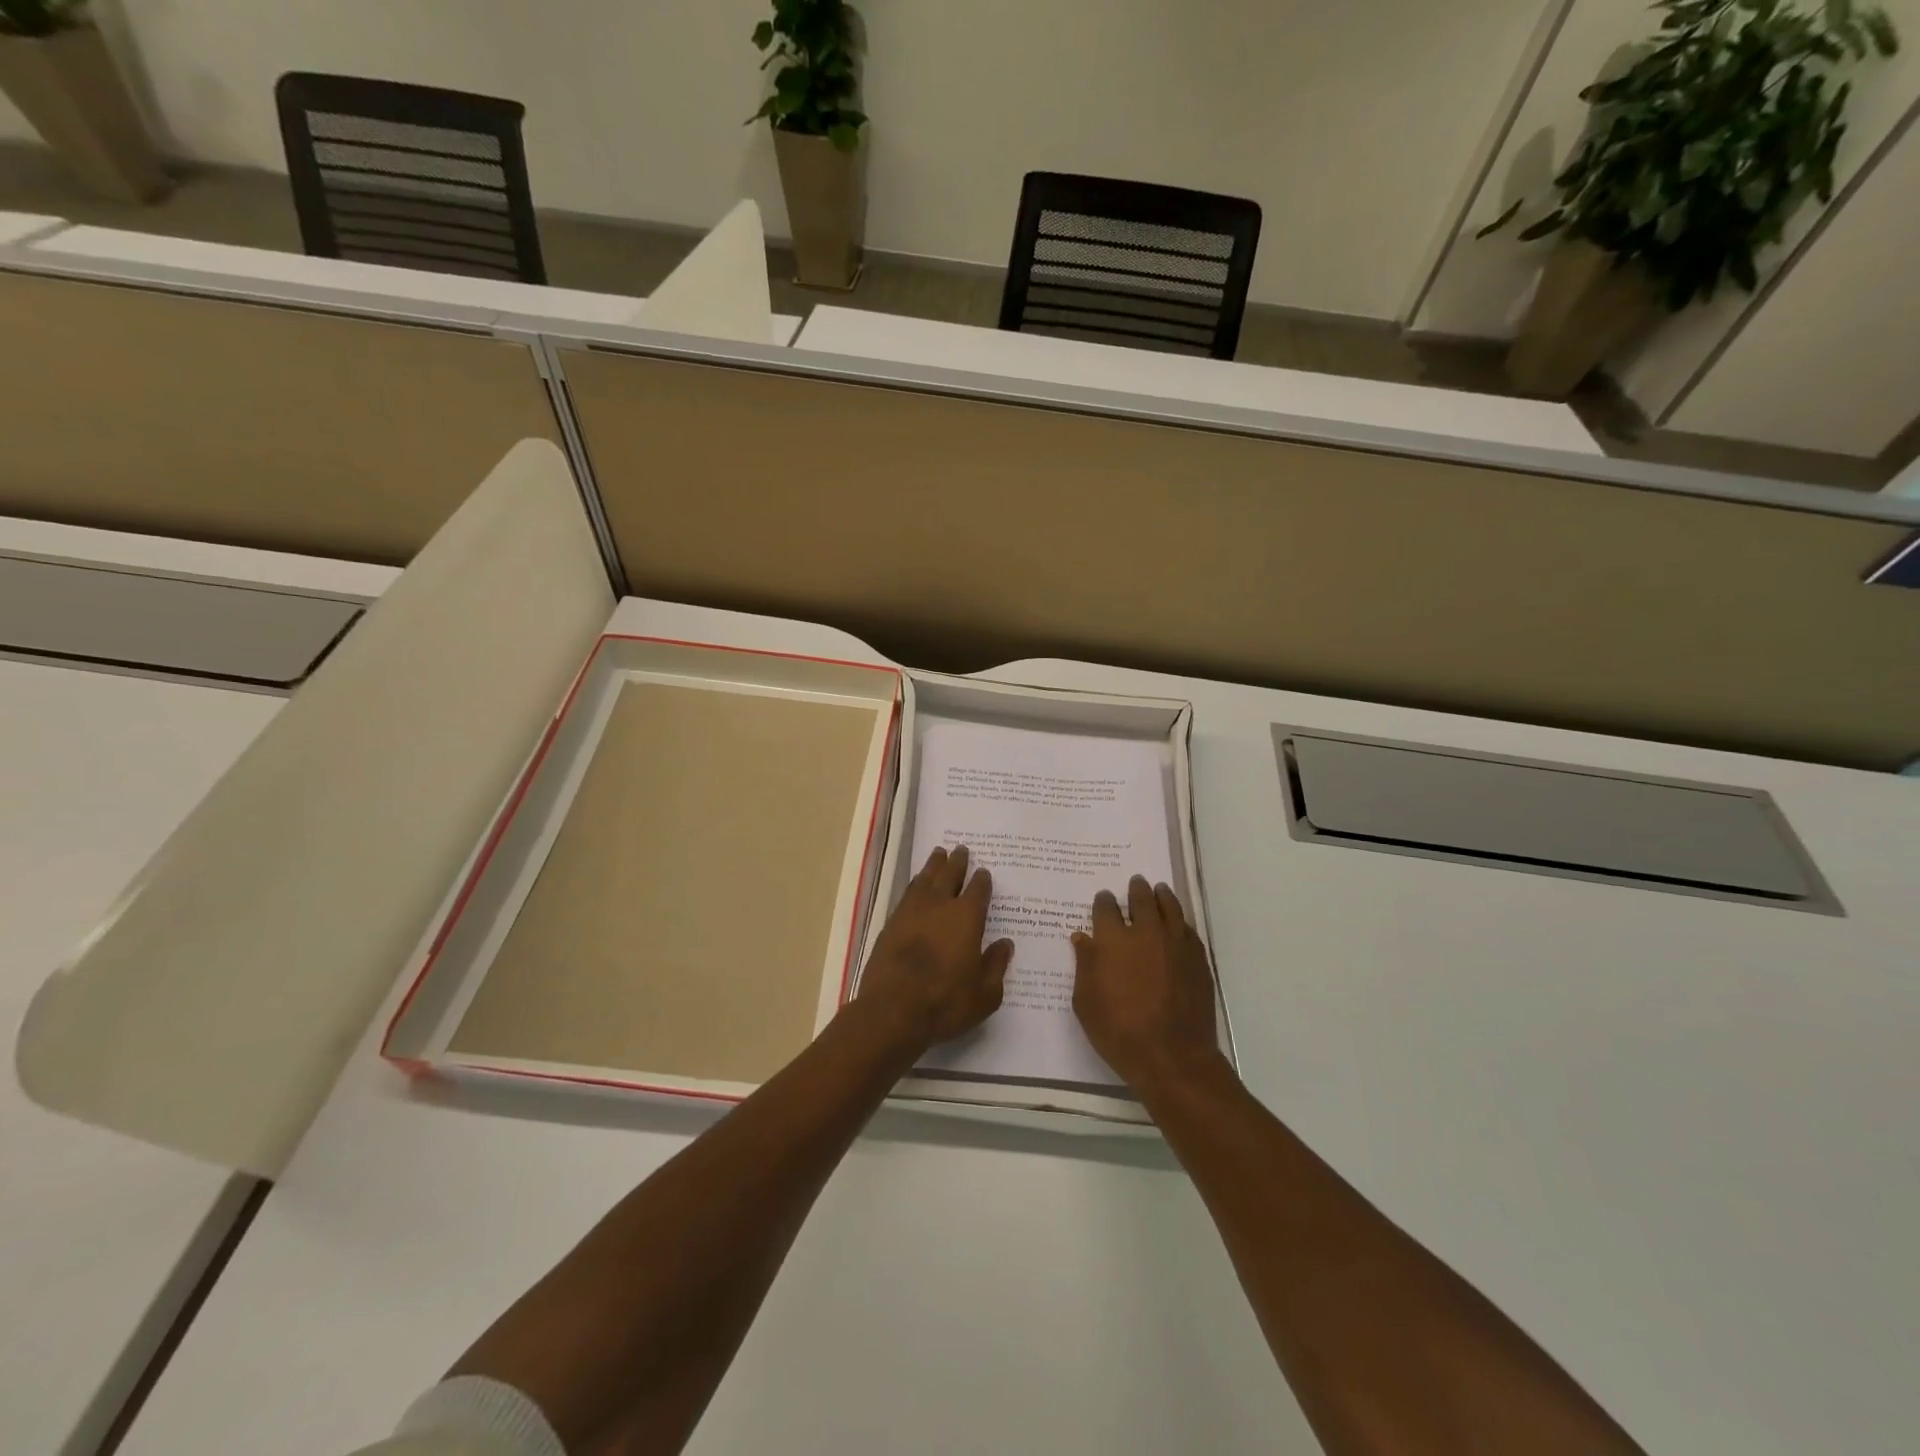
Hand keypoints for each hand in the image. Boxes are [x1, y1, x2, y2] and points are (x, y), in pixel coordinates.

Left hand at [858, 845, 1013, 1056]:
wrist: (892, 1011)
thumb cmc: (945, 1003)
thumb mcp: (985, 994)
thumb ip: (996, 965)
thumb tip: (1005, 944)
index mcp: (967, 918)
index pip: (978, 890)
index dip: (982, 880)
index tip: (984, 872)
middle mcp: (939, 906)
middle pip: (949, 875)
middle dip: (957, 862)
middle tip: (961, 849)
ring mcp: (911, 912)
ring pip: (925, 879)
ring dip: (934, 865)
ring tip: (939, 854)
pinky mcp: (891, 923)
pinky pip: (907, 893)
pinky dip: (915, 883)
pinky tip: (917, 884)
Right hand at [1072, 876, 1220, 1093]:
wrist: (1172, 1055)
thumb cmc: (1119, 1031)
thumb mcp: (1086, 1002)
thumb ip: (1085, 965)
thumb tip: (1082, 938)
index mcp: (1113, 940)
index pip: (1106, 909)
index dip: (1104, 901)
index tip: (1104, 897)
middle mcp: (1145, 933)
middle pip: (1141, 900)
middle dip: (1136, 890)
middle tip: (1136, 882)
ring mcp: (1175, 944)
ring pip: (1169, 908)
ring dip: (1162, 896)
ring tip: (1159, 889)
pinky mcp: (1198, 959)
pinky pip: (1188, 930)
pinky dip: (1180, 921)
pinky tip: (1178, 923)